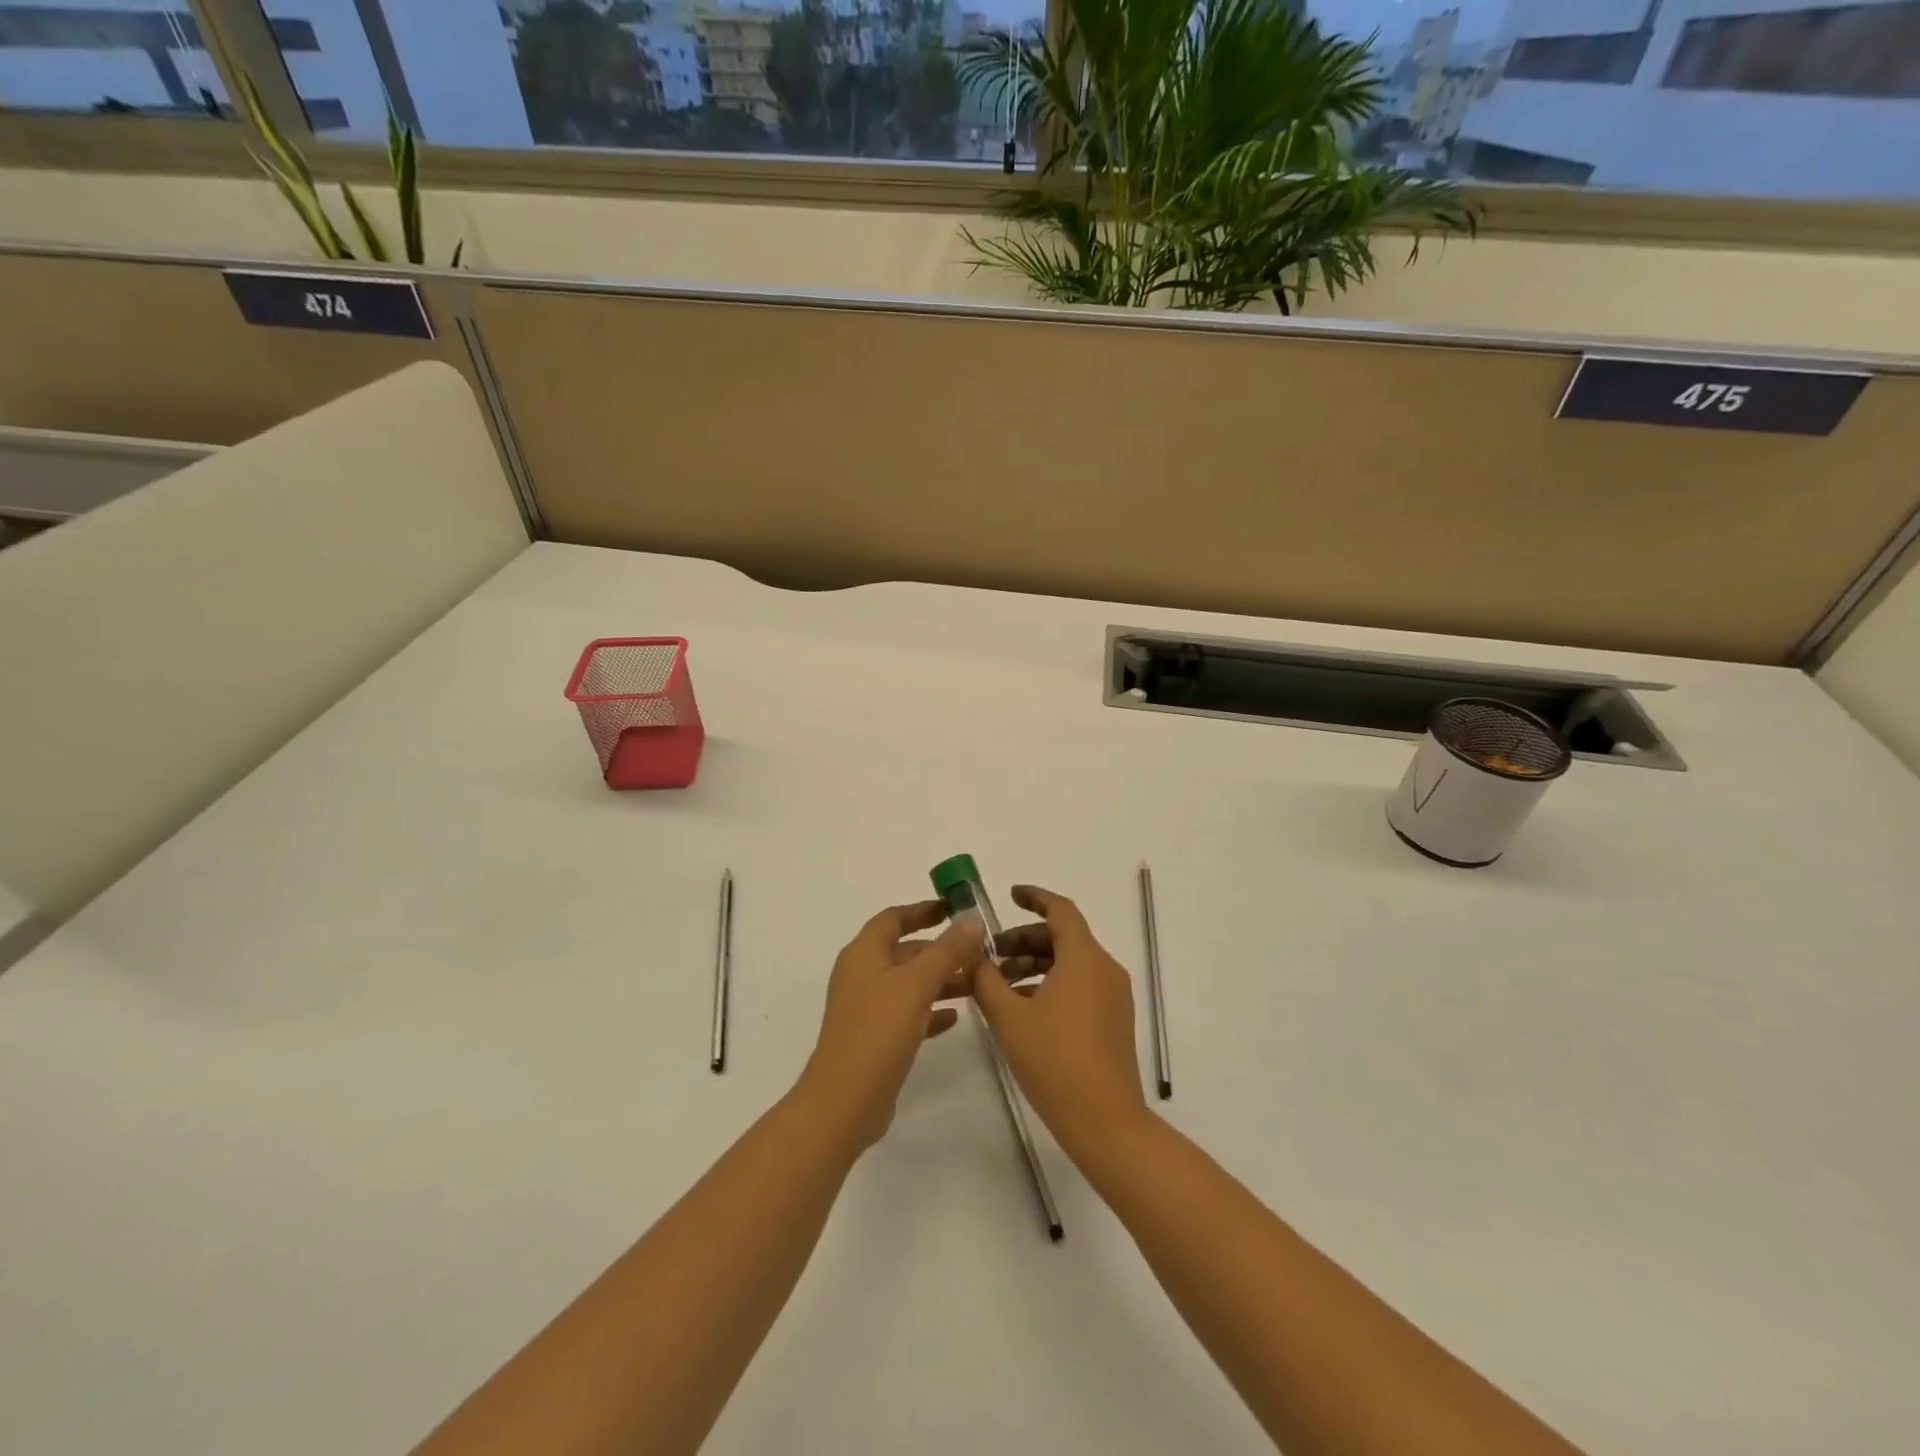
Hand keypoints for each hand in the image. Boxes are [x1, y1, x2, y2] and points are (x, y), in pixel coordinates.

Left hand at [796, 901, 985, 1153]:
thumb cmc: (878, 1032)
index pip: (894, 918)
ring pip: (909, 983)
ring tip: (976, 983)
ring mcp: (867, 1008)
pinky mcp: (875, 1037)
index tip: (954, 908)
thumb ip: (946, 951)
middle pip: (904, 951)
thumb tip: (972, 920)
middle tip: (979, 952)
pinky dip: (930, 1009)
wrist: (844, 1102)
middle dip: (940, 949)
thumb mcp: (916, 985)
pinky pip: (907, 1013)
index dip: (923, 910)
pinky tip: (955, 1017)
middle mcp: (862, 975)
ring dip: (940, 979)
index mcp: (864, 954)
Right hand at [972, 885, 1149, 1161]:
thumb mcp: (1009, 1018)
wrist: (1106, 1122)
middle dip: (1025, 939)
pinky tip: (1024, 1008)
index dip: (1034, 897)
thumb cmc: (1055, 1062)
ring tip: (1000, 985)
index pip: (1061, 910)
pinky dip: (1052, 983)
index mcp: (1084, 958)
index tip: (1009, 895)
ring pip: (1071, 962)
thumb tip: (973, 956)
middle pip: (1064, 936)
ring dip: (1035, 964)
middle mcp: (1105, 968)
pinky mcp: (1114, 1019)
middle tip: (991, 954)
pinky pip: (1081, 984)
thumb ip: (986, 980)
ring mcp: (1114, 995)